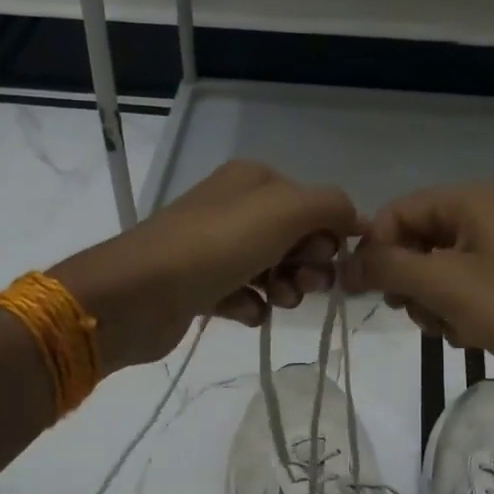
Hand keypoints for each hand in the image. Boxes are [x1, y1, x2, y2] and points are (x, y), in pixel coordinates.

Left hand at [52, 160, 356, 371]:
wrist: (138, 294)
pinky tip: (246, 313)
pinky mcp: (201, 285)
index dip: (328, 235)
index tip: (326, 259)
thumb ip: (331, 206)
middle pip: (296, 239)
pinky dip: (251, 306)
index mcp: (254, 180)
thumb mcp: (286, 211)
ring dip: (285, 288)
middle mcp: (235, 208)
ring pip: (273, 269)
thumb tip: (355, 218)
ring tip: (275, 301)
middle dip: (308, 265)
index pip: (314, 204)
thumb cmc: (217, 245)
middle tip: (302, 284)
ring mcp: (215, 247)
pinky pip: (244, 295)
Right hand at [339, 184, 493, 404]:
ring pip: (439, 272)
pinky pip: (466, 290)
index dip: (375, 249)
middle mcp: (489, 216)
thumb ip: (387, 267)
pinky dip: (458, 313)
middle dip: (410, 281)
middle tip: (418, 312)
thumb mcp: (445, 286)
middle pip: (418, 241)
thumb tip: (344, 263)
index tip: (363, 290)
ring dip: (433, 304)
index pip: (399, 211)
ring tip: (453, 329)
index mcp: (474, 201)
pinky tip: (472, 336)